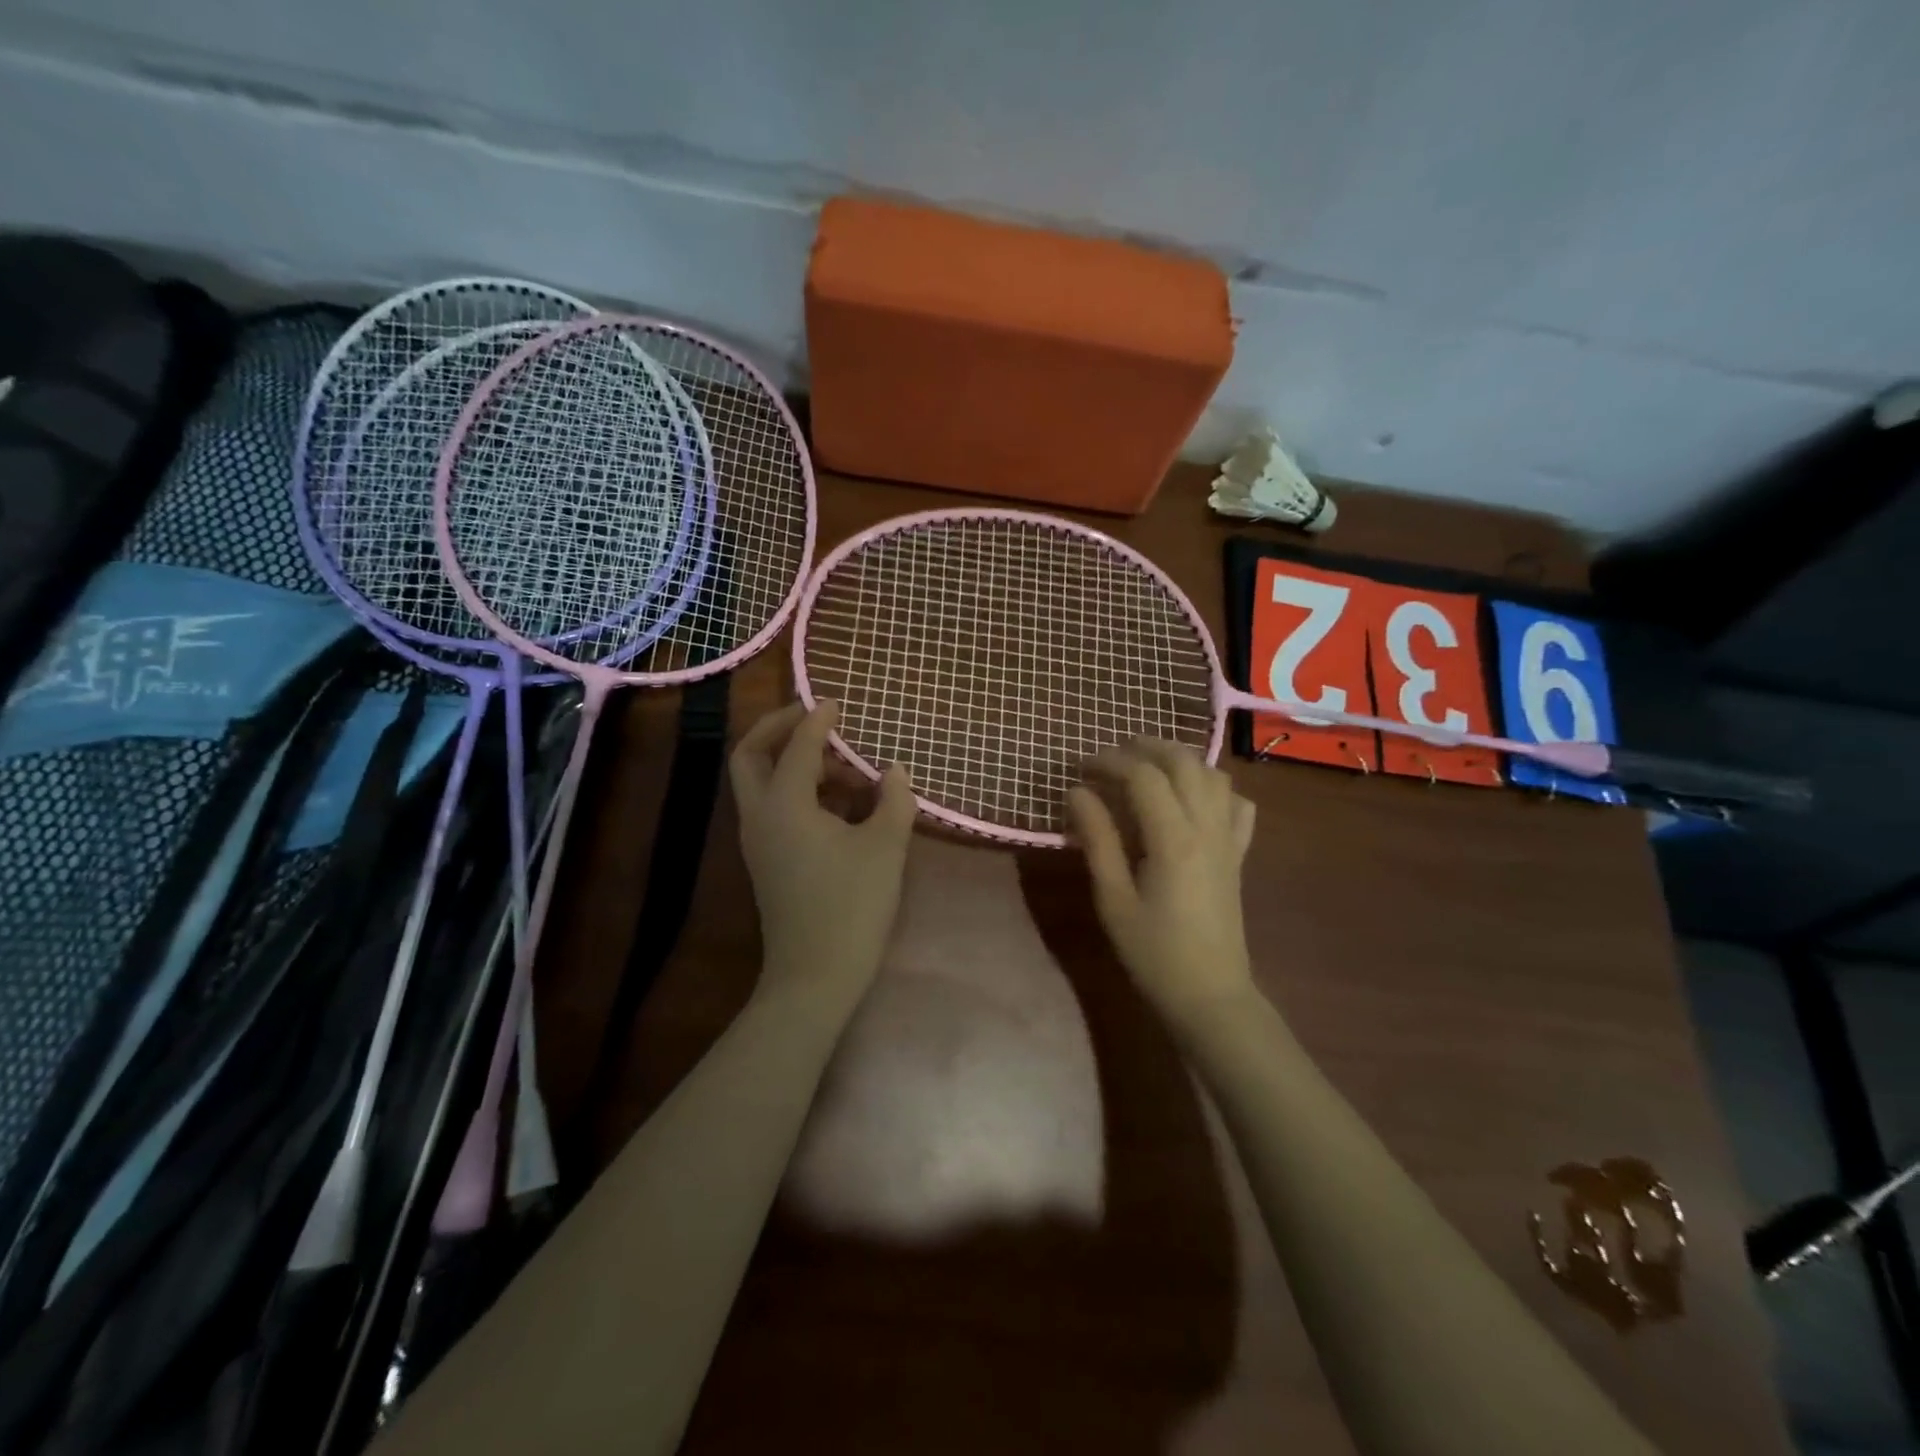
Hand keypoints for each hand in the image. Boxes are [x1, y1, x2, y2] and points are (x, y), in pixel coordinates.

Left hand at [730, 701, 916, 1013]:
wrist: (815, 975)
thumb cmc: (852, 905)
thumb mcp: (885, 847)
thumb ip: (893, 800)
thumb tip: (894, 771)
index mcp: (785, 805)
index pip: (799, 747)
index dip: (818, 721)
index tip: (836, 703)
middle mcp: (760, 816)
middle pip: (750, 755)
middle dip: (777, 728)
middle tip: (813, 718)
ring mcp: (758, 841)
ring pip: (760, 783)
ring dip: (794, 763)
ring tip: (846, 771)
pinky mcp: (766, 861)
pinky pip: (773, 808)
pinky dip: (797, 791)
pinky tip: (840, 806)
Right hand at [1067, 739, 1257, 1025]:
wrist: (1210, 994)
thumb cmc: (1153, 952)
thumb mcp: (1113, 898)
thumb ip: (1097, 839)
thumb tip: (1077, 793)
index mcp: (1174, 839)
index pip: (1143, 776)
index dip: (1110, 762)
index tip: (1081, 768)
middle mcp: (1207, 828)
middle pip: (1184, 762)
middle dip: (1147, 747)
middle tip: (1113, 754)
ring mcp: (1229, 839)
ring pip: (1214, 775)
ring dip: (1180, 759)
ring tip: (1148, 766)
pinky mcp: (1238, 855)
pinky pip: (1237, 805)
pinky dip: (1215, 787)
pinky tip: (1193, 798)